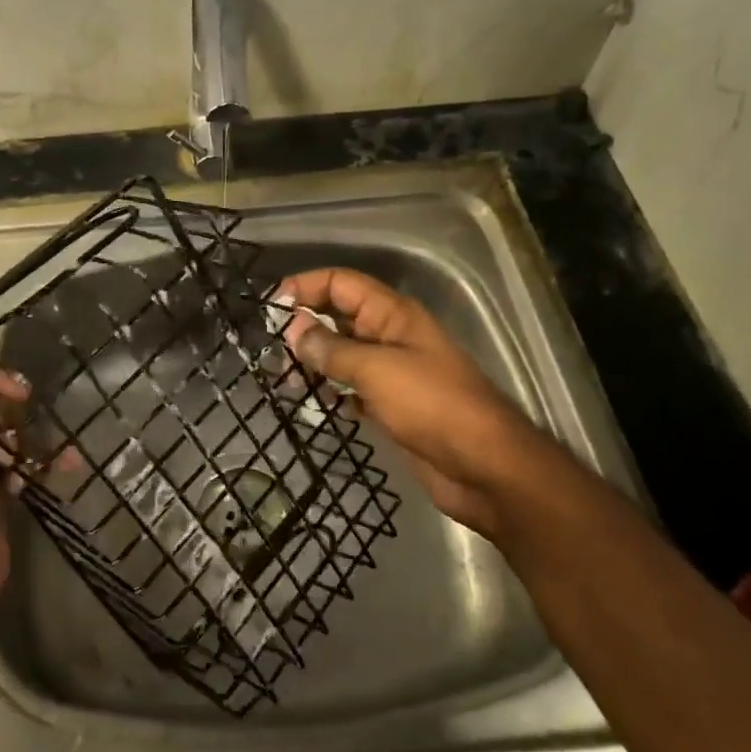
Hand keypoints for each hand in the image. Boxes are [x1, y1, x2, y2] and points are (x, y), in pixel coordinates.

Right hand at [273, 268, 572, 537]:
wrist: (484, 467)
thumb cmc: (432, 405)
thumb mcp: (376, 369)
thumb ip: (331, 348)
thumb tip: (292, 328)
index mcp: (392, 314)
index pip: (341, 284)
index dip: (306, 287)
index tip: (270, 307)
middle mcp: (389, 336)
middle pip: (339, 316)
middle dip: (303, 325)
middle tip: (266, 346)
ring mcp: (391, 372)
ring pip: (341, 354)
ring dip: (311, 360)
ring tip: (278, 375)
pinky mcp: (390, 405)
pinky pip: (350, 387)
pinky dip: (328, 390)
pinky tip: (307, 400)